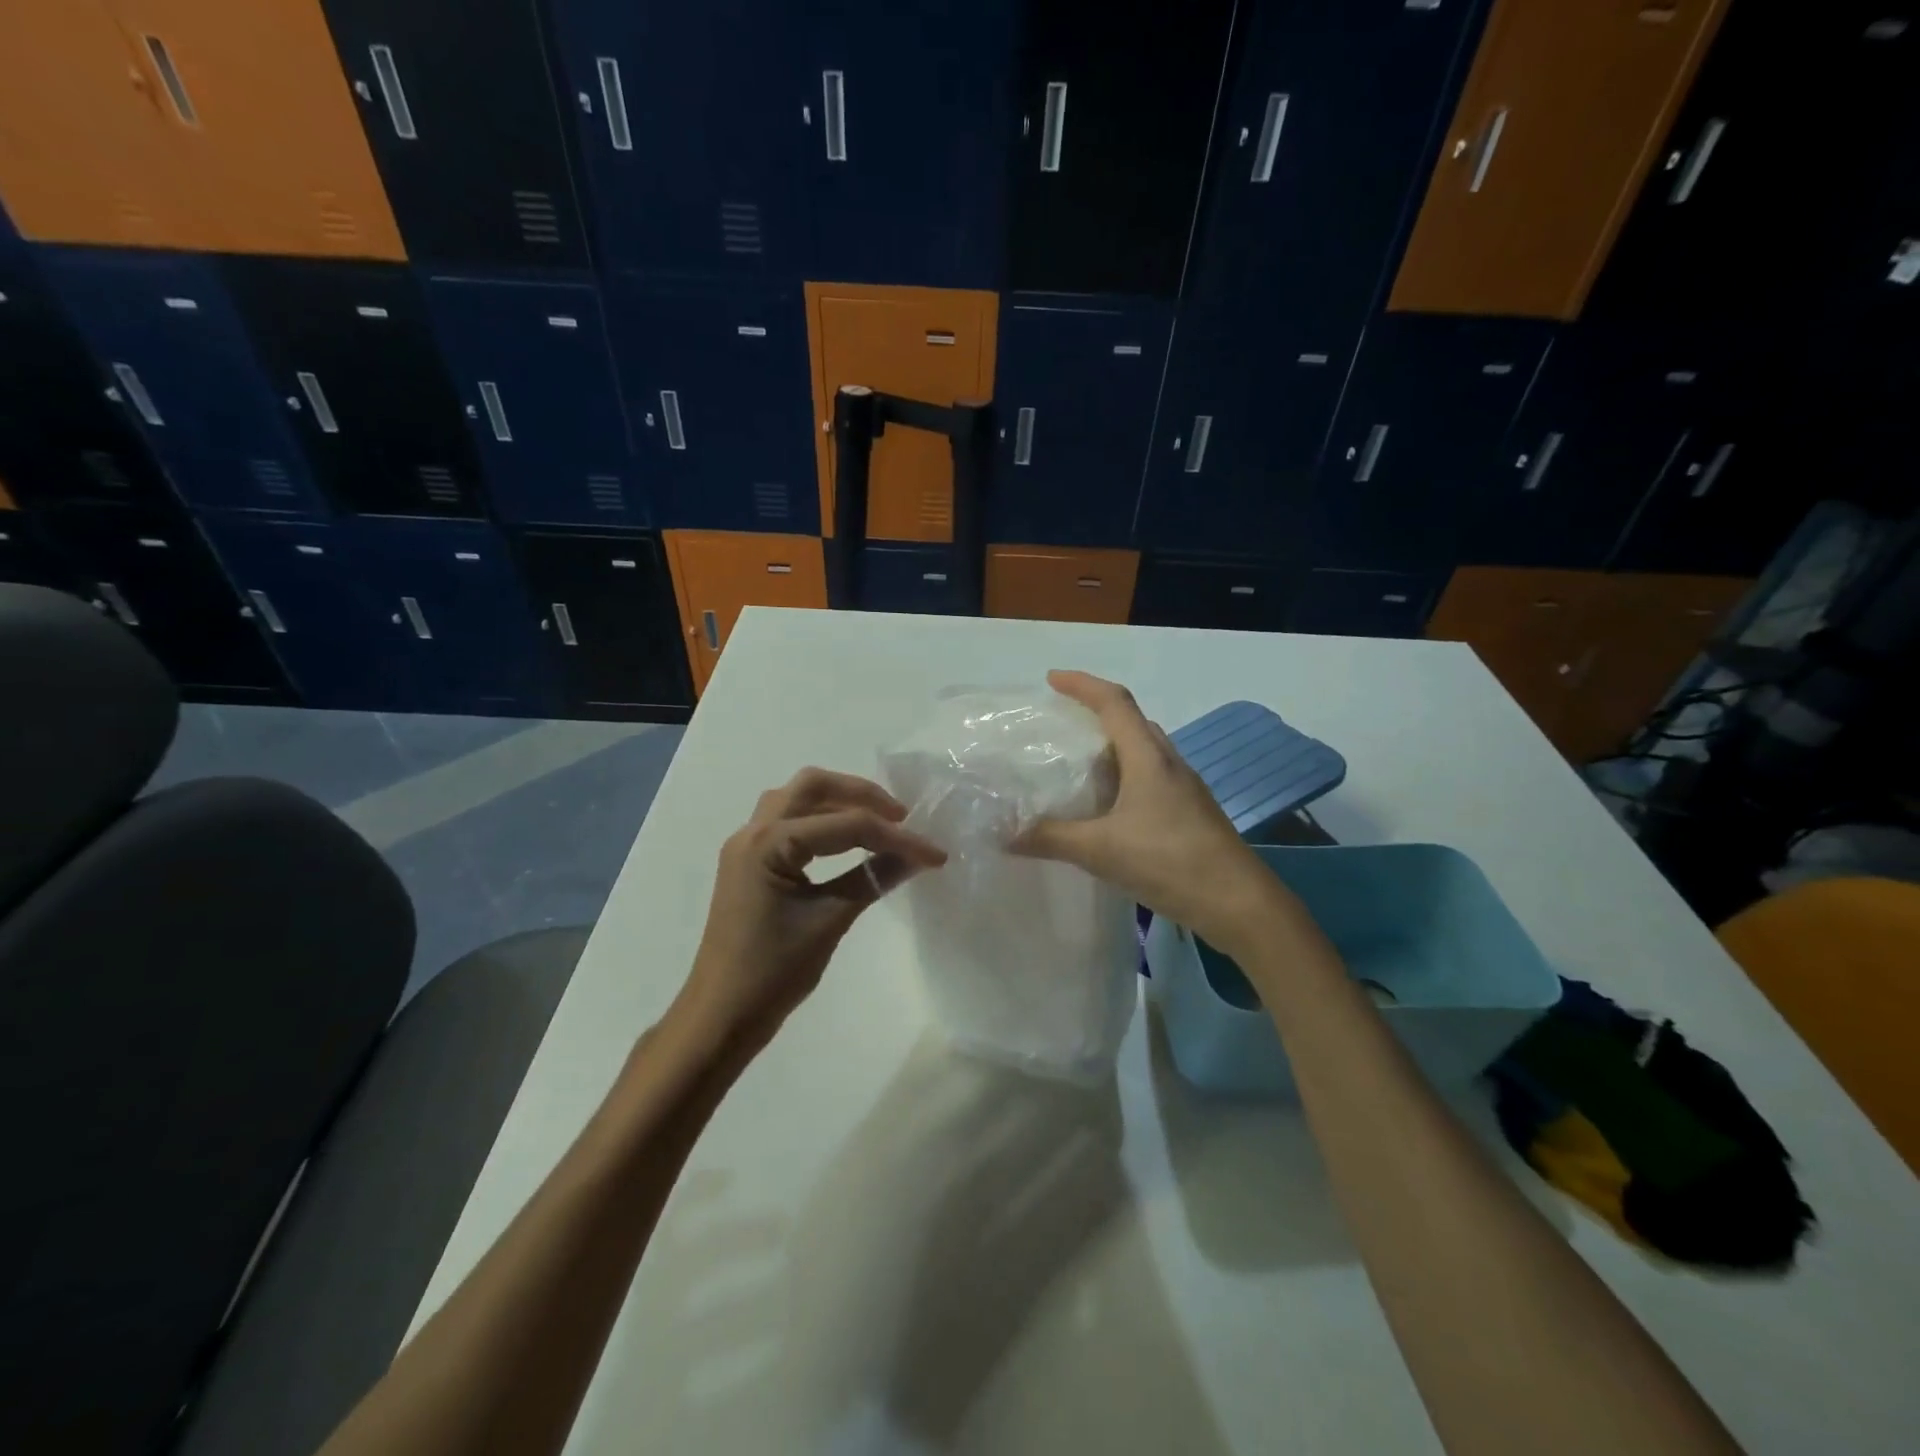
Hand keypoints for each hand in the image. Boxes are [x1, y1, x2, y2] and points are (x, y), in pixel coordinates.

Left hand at [680, 768, 945, 1044]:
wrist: (719, 1017)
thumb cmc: (772, 973)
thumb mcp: (829, 920)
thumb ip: (874, 878)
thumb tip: (919, 856)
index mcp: (769, 843)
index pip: (845, 824)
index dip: (896, 837)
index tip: (935, 854)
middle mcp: (752, 831)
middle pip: (813, 786)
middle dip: (861, 795)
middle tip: (901, 819)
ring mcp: (746, 846)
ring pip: (798, 800)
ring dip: (839, 803)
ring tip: (879, 825)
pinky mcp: (750, 863)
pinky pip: (788, 822)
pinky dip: (821, 821)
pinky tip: (847, 843)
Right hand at [1016, 670, 1282, 953]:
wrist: (1238, 903)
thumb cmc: (1169, 861)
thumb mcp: (1101, 850)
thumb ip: (1050, 838)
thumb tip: (1004, 834)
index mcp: (1148, 758)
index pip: (1114, 702)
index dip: (1082, 684)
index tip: (1051, 679)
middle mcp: (1169, 764)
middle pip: (1132, 722)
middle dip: (1097, 713)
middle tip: (1062, 724)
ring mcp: (1184, 789)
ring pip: (1144, 752)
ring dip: (1113, 748)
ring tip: (1079, 764)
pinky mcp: (1190, 813)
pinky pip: (1151, 779)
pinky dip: (1125, 778)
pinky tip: (1108, 808)